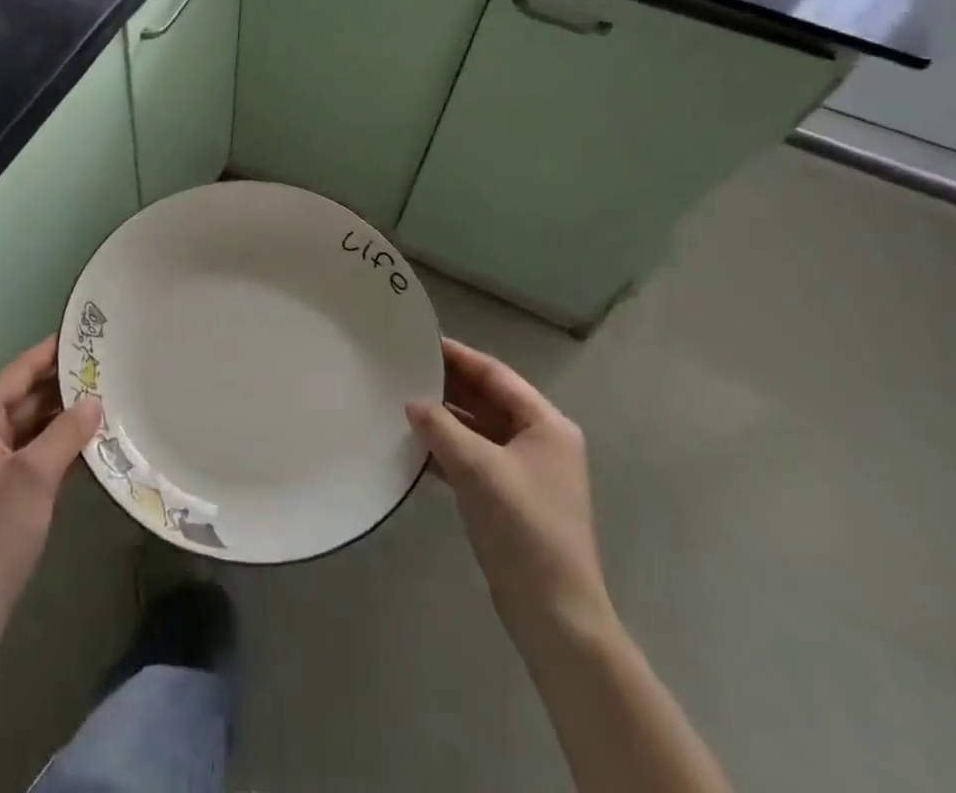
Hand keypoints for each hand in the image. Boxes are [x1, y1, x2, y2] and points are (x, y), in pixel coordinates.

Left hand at [0, 337, 101, 623]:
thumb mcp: (34, 477)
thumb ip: (66, 433)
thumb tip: (94, 401)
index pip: (17, 373)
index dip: (50, 353)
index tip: (85, 335)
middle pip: (25, 399)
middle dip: (63, 387)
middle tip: (108, 370)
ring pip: (31, 429)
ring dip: (64, 419)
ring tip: (108, 401)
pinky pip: (32, 457)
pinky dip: (58, 449)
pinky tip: (92, 445)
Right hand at [407, 339, 613, 651]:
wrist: (554, 613)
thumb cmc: (523, 527)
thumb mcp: (477, 467)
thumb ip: (441, 427)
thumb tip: (412, 403)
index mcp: (546, 424)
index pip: (495, 375)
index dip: (458, 356)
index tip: (420, 342)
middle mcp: (540, 441)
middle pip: (487, 400)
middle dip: (448, 386)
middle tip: (404, 369)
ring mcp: (525, 471)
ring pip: (478, 429)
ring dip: (445, 419)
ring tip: (402, 402)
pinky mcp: (510, 498)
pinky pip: (474, 457)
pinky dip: (447, 449)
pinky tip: (415, 446)